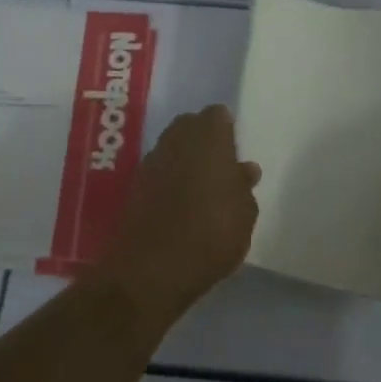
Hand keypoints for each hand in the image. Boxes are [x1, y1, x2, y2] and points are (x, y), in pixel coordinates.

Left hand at [91, 105, 260, 333]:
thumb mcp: (245, 214)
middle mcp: (177, 136)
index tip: (234, 153)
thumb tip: (245, 169)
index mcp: (209, 134)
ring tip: (199, 188)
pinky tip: (178, 203)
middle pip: (191, 125)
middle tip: (218, 168)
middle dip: (203, 140)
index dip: (226, 131)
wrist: (153, 266)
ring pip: (172, 146)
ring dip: (184, 159)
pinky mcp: (135, 181)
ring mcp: (153, 157)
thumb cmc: (212, 232)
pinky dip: (167, 178)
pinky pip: (158, 169)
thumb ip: (244, 186)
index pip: (218, 115)